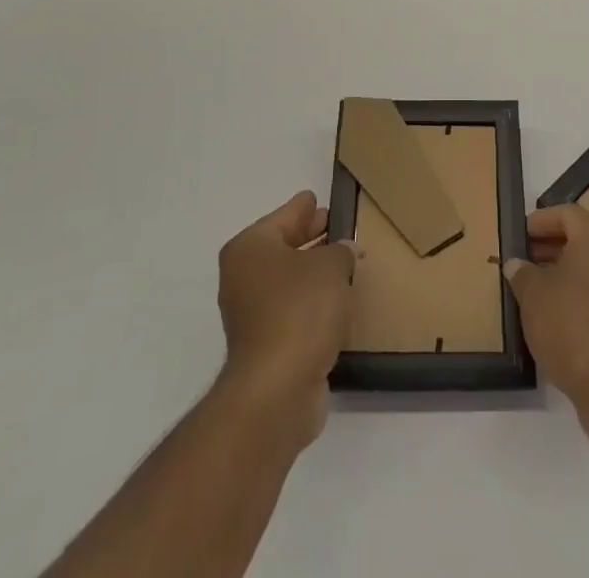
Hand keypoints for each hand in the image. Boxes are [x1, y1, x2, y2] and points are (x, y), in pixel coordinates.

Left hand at [215, 191, 354, 449]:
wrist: (277, 390)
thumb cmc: (300, 310)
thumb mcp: (331, 265)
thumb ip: (340, 251)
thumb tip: (342, 252)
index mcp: (250, 248)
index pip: (284, 216)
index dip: (304, 207)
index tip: (318, 198)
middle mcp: (243, 277)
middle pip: (283, 247)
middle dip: (311, 238)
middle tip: (338, 228)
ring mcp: (251, 314)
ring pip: (288, 281)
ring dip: (313, 274)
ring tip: (345, 264)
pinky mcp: (265, 346)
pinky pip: (293, 310)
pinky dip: (312, 304)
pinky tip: (337, 302)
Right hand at [504, 204, 588, 441]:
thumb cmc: (570, 323)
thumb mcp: (533, 294)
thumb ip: (522, 273)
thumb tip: (516, 264)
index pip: (566, 213)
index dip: (540, 220)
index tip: (519, 234)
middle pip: (579, 239)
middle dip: (548, 246)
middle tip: (521, 259)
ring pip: (587, 268)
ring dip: (559, 273)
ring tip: (530, 288)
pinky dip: (573, 296)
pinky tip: (550, 316)